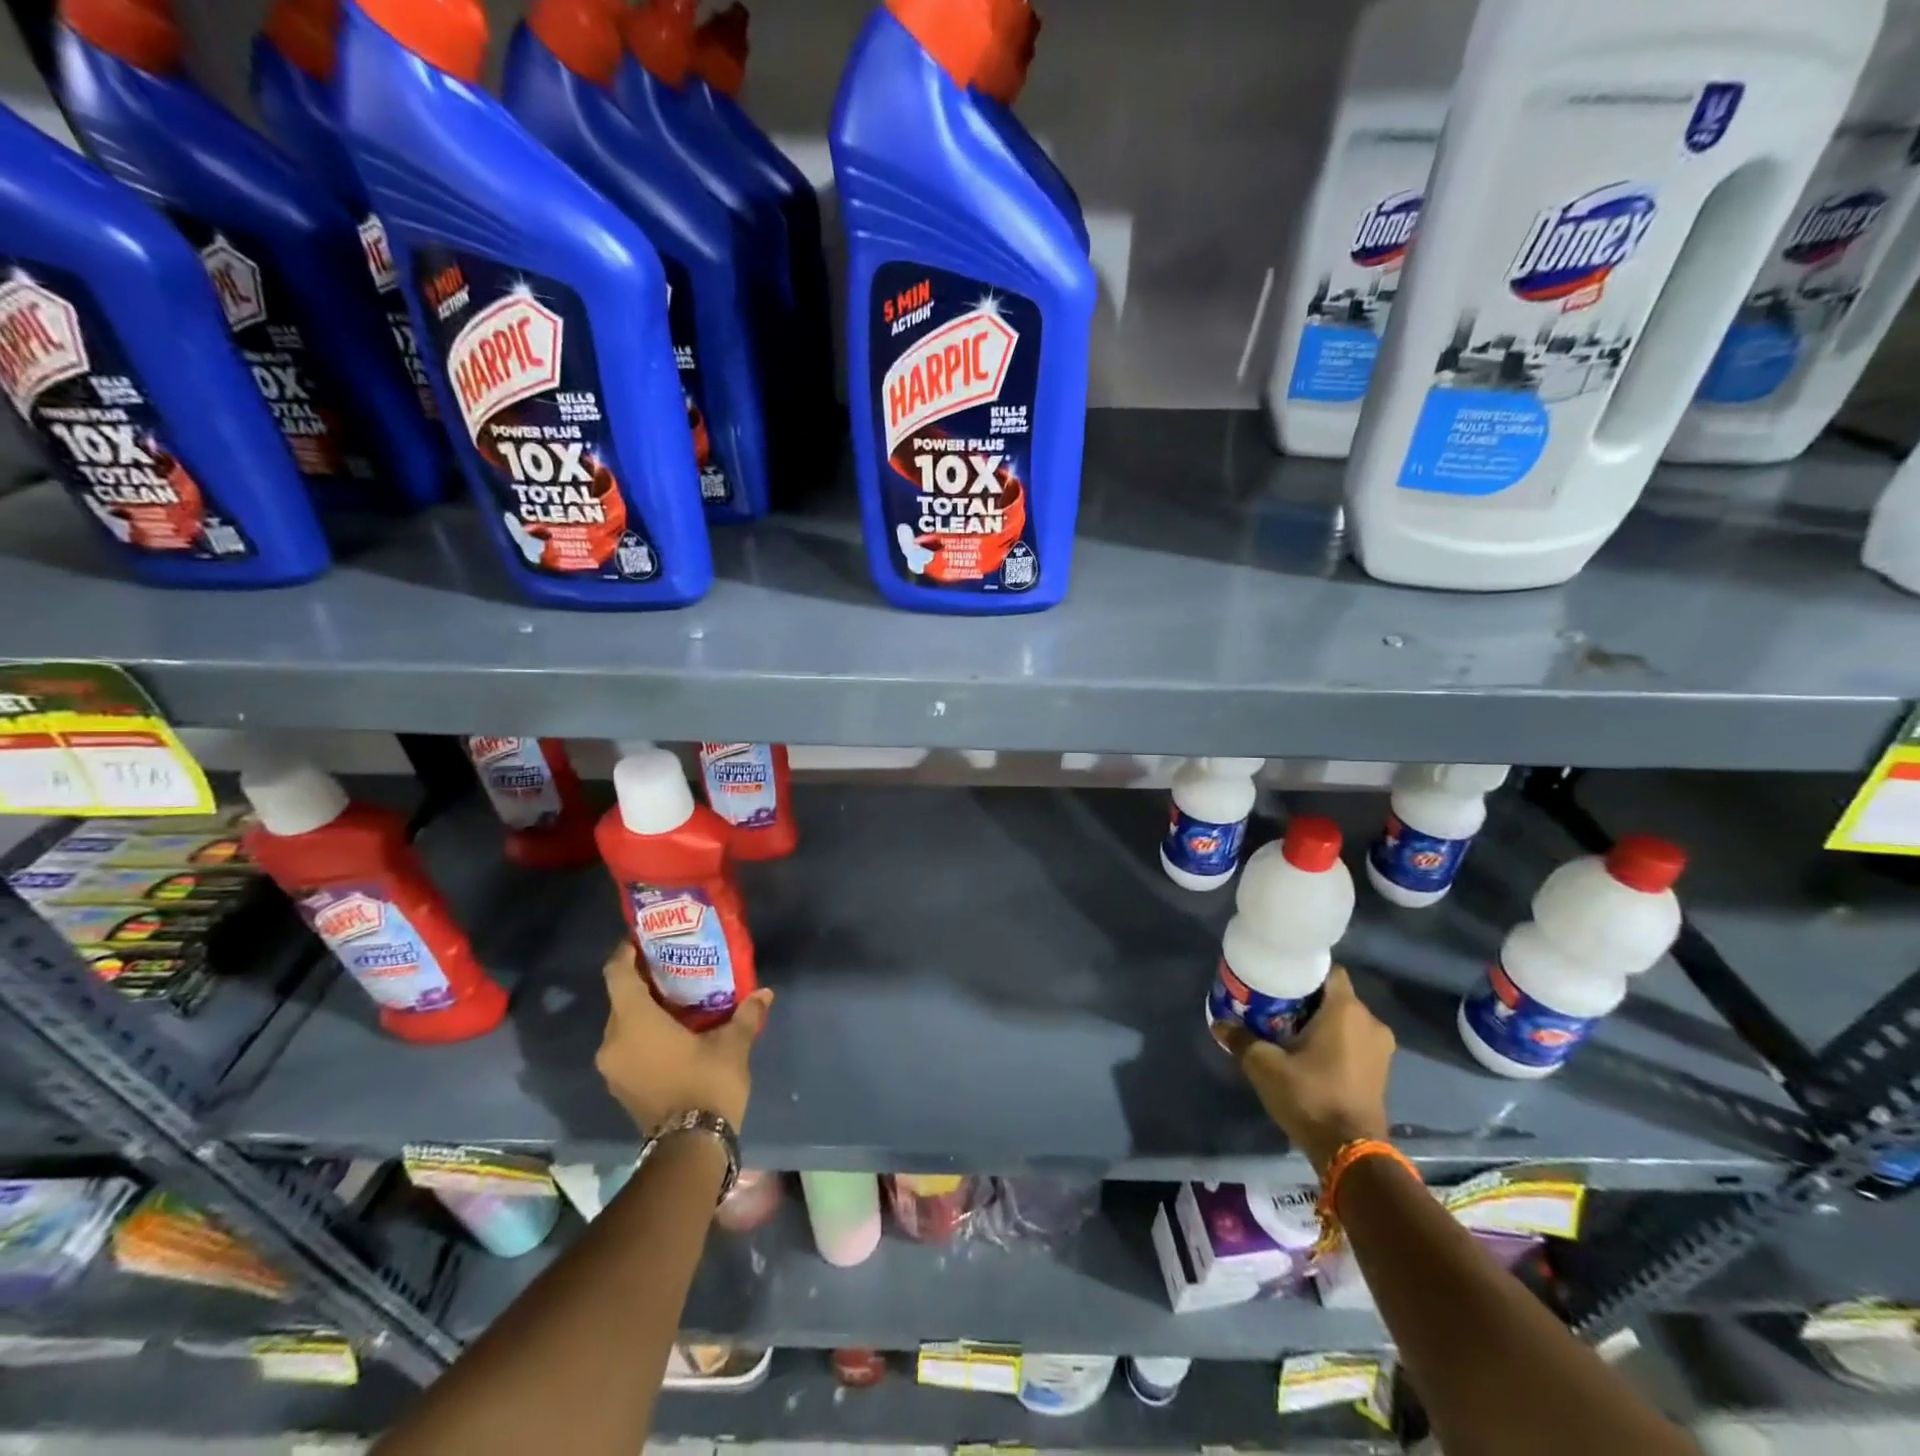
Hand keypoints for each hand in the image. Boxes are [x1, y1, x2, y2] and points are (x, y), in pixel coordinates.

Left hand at [596, 941, 772, 1133]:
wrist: (689, 1148)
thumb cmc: (706, 1084)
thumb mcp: (732, 1044)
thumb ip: (745, 1014)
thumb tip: (764, 993)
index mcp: (633, 1022)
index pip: (617, 974)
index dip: (626, 952)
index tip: (644, 939)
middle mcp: (613, 1042)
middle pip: (621, 999)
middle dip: (644, 981)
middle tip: (675, 966)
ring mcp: (613, 1068)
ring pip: (623, 1024)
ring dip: (645, 1010)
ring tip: (678, 997)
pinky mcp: (620, 1086)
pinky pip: (627, 1046)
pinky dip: (644, 1033)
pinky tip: (674, 1031)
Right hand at [1214, 965, 1394, 1177]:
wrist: (1351, 1153)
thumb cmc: (1310, 1096)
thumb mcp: (1264, 1066)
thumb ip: (1241, 1039)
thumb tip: (1219, 1024)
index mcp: (1346, 1010)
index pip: (1328, 971)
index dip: (1304, 971)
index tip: (1279, 978)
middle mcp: (1370, 1022)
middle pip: (1335, 995)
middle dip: (1307, 998)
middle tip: (1276, 1004)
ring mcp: (1380, 1049)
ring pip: (1346, 1020)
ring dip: (1322, 1022)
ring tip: (1289, 1029)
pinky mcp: (1381, 1072)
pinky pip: (1355, 1041)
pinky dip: (1335, 1041)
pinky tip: (1310, 1053)